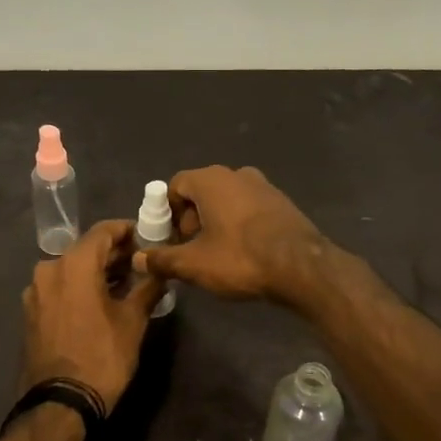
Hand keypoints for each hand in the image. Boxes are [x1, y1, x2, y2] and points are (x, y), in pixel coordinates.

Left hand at [19, 219, 166, 410]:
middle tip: (142, 263)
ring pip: (72, 269)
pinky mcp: (31, 312)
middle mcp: (49, 269)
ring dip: (97, 272)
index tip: (148, 237)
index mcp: (73, 264)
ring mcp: (36, 291)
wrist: (60, 403)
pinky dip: (80, 287)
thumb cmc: (102, 357)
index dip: (128, 231)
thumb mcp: (133, 321)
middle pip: (86, 249)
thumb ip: (148, 287)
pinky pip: (60, 288)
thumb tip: (161, 271)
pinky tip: (100, 301)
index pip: (104, 231)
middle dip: (114, 254)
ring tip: (125, 284)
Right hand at [133, 166, 326, 305]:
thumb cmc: (241, 258)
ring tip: (217, 254)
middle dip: (191, 219)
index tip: (170, 239)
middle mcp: (236, 174)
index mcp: (211, 180)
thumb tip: (138, 258)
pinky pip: (249, 208)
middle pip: (201, 192)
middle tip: (191, 250)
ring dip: (216, 222)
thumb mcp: (194, 264)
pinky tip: (244, 252)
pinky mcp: (282, 202)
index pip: (176, 185)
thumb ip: (163, 259)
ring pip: (227, 200)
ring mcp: (263, 186)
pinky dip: (239, 224)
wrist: (302, 267)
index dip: (167, 213)